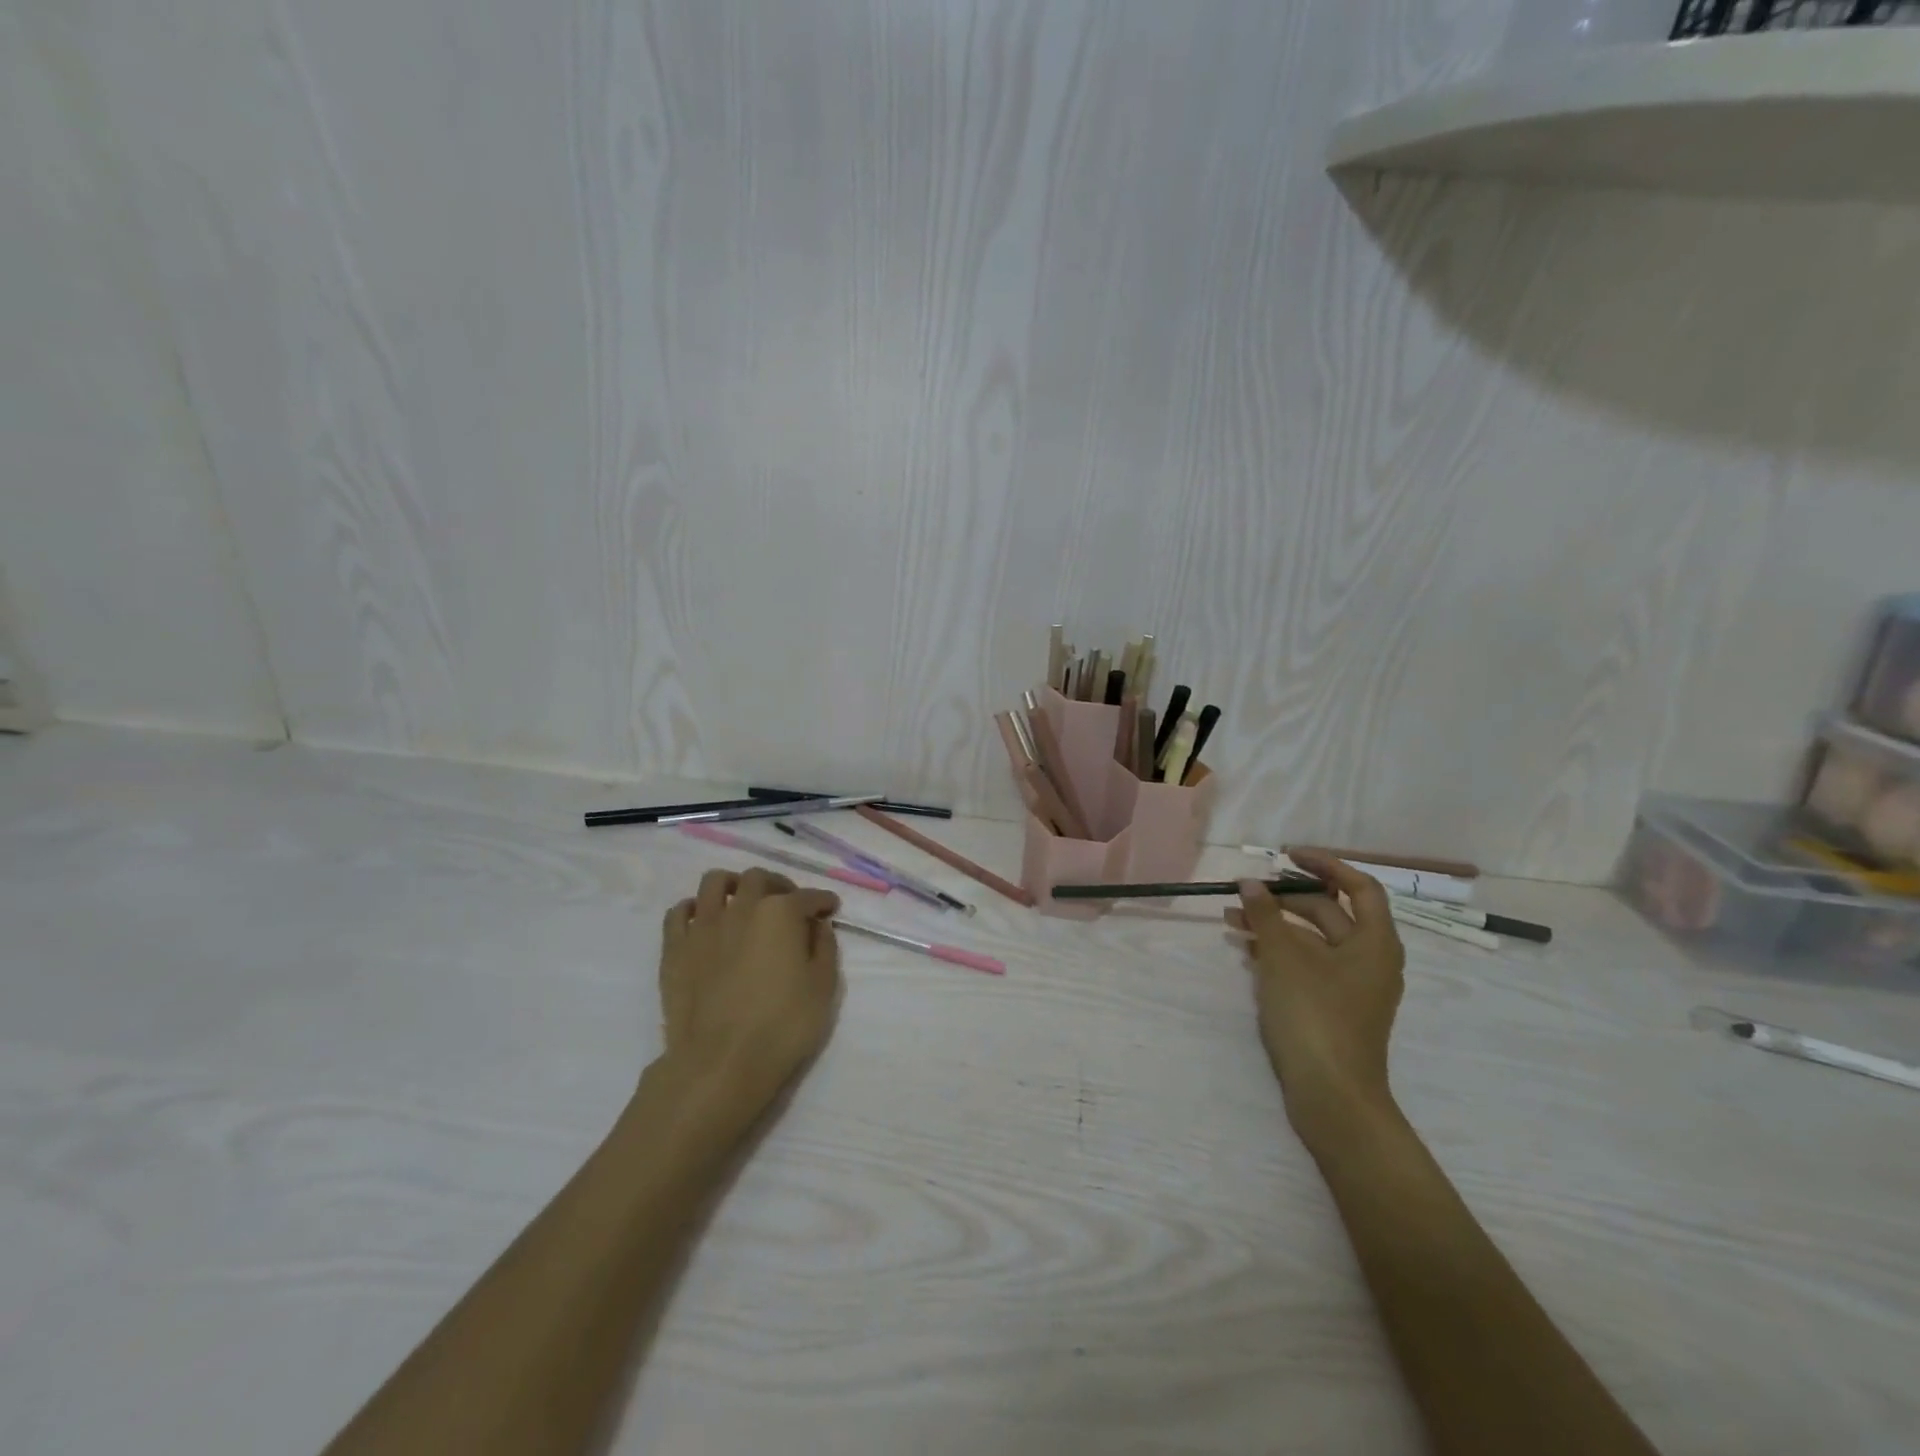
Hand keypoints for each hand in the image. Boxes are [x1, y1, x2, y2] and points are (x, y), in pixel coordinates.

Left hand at [658, 868, 841, 1116]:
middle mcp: (741, 907)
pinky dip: (694, 909)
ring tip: (743, 901)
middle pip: (759, 879)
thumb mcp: (824, 987)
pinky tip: (704, 921)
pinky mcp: (674, 948)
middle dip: (779, 885)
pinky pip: (679, 912)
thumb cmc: (782, 1025)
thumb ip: (824, 947)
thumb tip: (817, 926)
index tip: (830, 908)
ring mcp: (703, 925)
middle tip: (788, 903)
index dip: (823, 901)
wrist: (720, 1062)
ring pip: (715, 882)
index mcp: (780, 913)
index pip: (808, 897)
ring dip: (734, 885)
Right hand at [1228, 850, 1405, 1155]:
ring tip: (1232, 921)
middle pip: (1330, 913)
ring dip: (1275, 926)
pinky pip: (1307, 966)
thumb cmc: (1314, 1015)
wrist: (1332, 1096)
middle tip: (1246, 892)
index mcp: (1375, 942)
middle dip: (1285, 899)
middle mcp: (1370, 960)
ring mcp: (1352, 987)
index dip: (1325, 865)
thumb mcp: (1284, 957)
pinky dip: (1279, 953)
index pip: (1359, 886)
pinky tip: (1246, 951)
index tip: (1286, 855)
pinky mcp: (1332, 1008)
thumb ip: (1266, 914)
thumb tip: (1250, 883)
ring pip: (1313, 941)